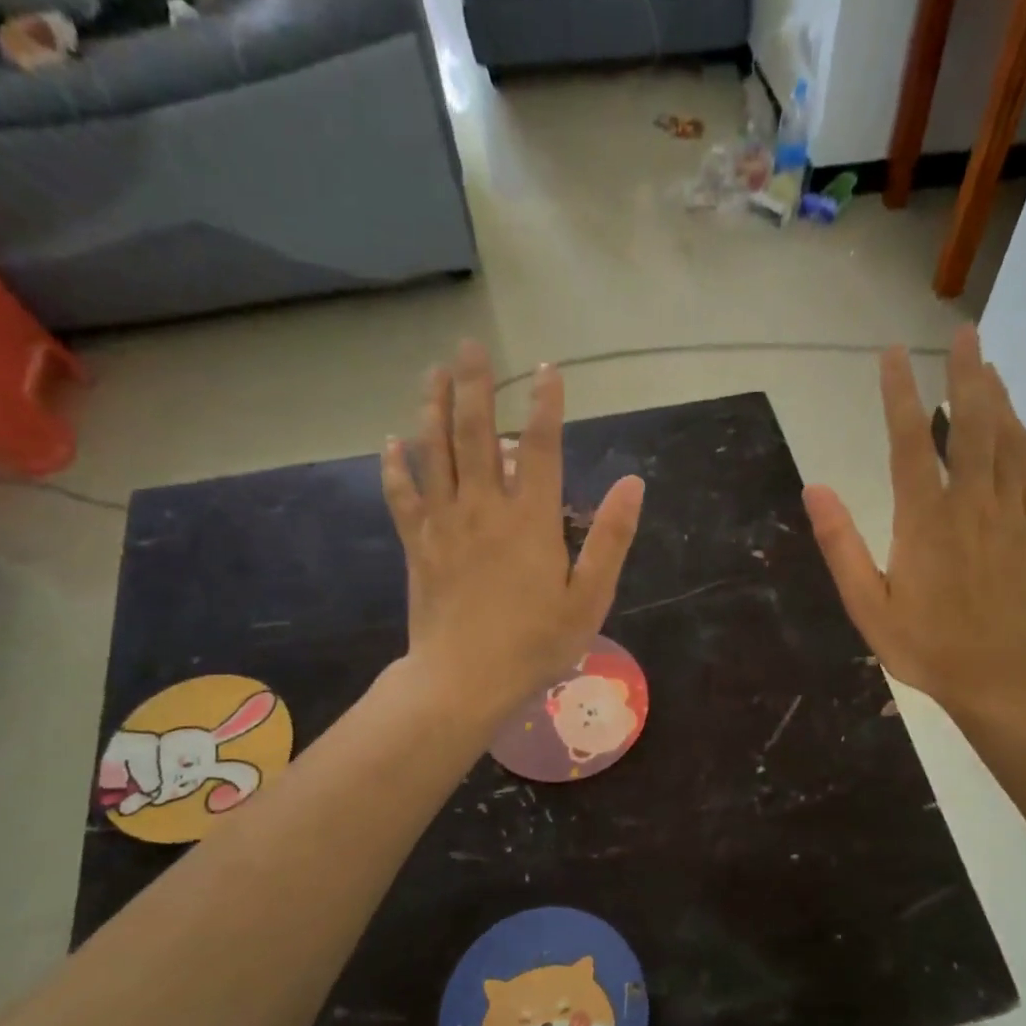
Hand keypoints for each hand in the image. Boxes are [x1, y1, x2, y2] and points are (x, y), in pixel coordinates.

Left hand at [381, 341, 643, 712]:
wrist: (464, 680)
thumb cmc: (536, 644)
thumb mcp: (591, 597)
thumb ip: (611, 537)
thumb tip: (633, 482)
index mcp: (530, 520)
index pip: (539, 446)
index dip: (545, 404)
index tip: (548, 368)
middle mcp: (483, 509)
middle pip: (474, 433)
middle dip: (474, 385)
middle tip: (470, 344)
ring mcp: (444, 524)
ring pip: (433, 453)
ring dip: (431, 407)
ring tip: (432, 372)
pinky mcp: (418, 545)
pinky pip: (403, 495)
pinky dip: (396, 466)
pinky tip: (392, 442)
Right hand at [802, 325, 1025, 720]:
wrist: (1001, 678)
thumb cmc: (926, 647)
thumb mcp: (868, 606)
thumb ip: (841, 546)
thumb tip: (815, 489)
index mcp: (925, 520)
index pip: (910, 442)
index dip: (899, 394)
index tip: (892, 356)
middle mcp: (971, 504)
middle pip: (971, 424)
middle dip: (966, 374)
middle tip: (963, 333)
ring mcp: (1010, 514)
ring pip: (1008, 440)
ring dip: (997, 397)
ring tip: (987, 365)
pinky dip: (1024, 439)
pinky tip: (1017, 425)